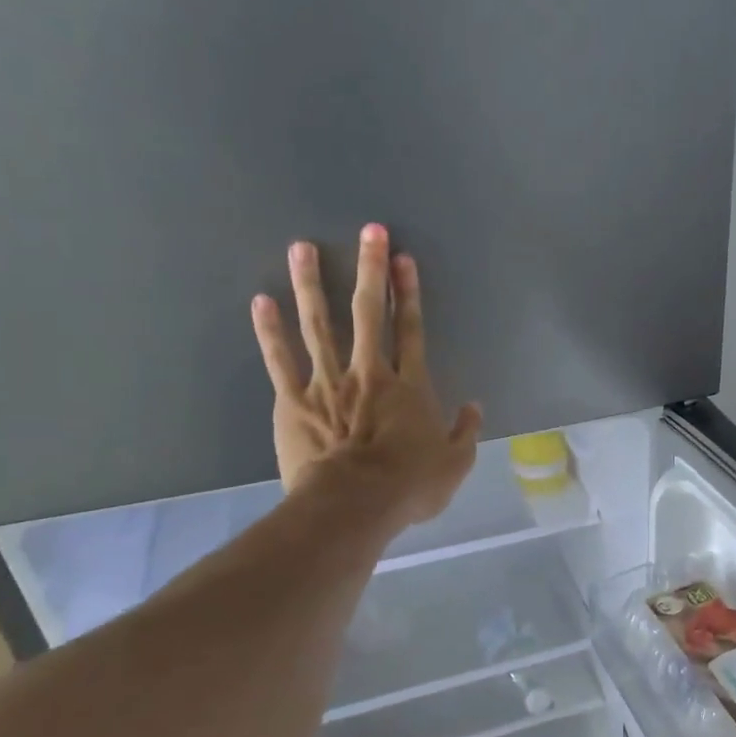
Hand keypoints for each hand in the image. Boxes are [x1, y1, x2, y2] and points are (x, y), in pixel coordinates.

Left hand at [251, 225, 481, 527]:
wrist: (353, 505)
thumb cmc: (409, 487)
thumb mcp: (455, 464)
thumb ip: (466, 432)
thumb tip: (474, 407)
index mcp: (409, 387)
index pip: (411, 330)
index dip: (409, 294)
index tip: (404, 260)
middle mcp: (369, 373)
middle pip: (368, 314)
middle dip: (370, 270)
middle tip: (369, 231)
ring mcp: (327, 383)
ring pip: (319, 324)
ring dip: (311, 284)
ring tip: (303, 247)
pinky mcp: (293, 400)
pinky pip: (280, 359)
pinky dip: (269, 331)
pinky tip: (261, 300)